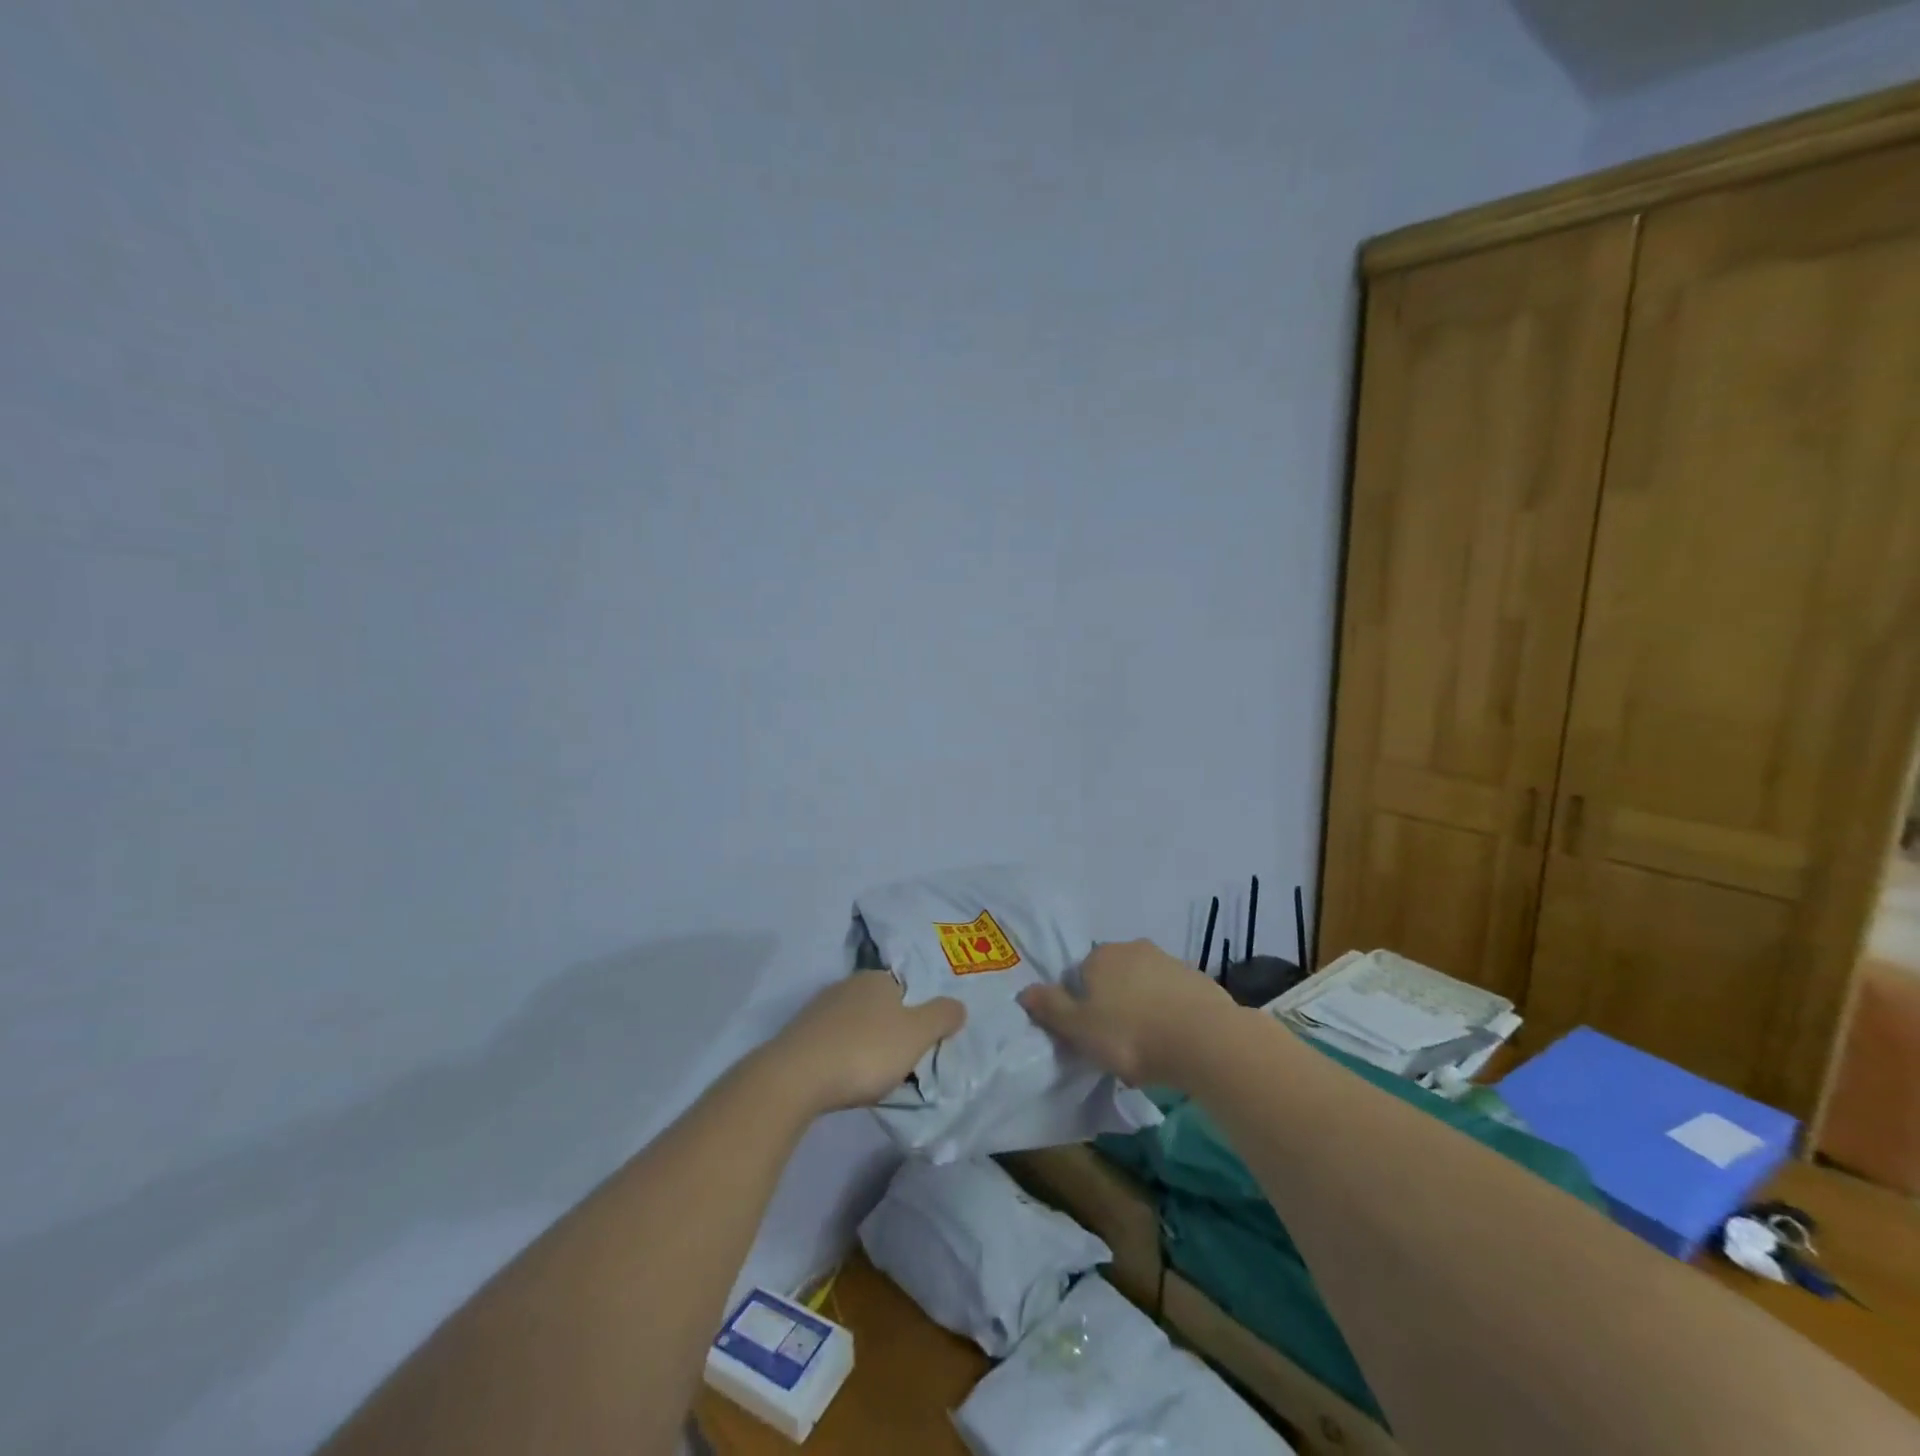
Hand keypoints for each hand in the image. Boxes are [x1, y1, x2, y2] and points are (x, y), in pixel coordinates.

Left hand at [766, 971, 965, 1114]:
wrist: (796, 1078)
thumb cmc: (865, 1051)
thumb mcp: (916, 1035)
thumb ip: (942, 1017)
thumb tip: (958, 1005)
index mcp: (877, 979)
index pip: (906, 989)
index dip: (916, 1014)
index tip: (920, 1043)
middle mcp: (847, 984)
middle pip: (880, 1005)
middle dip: (890, 1029)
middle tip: (900, 1061)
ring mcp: (819, 1008)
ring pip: (854, 1023)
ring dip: (864, 1043)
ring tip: (872, 1075)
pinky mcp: (799, 1034)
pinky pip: (832, 1041)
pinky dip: (841, 1055)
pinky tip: (843, 1077)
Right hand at [1019, 939, 1233, 1086]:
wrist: (1206, 1041)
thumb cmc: (1131, 1035)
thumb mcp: (1079, 1028)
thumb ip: (1050, 1008)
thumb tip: (1024, 991)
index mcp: (1101, 955)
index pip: (1080, 975)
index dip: (1081, 1004)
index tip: (1090, 1034)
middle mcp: (1133, 948)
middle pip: (1113, 976)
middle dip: (1113, 1002)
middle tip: (1117, 1041)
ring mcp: (1169, 961)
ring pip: (1144, 984)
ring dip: (1142, 1006)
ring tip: (1148, 1046)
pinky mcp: (1199, 979)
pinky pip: (1173, 995)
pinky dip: (1169, 1012)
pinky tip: (1174, 1040)